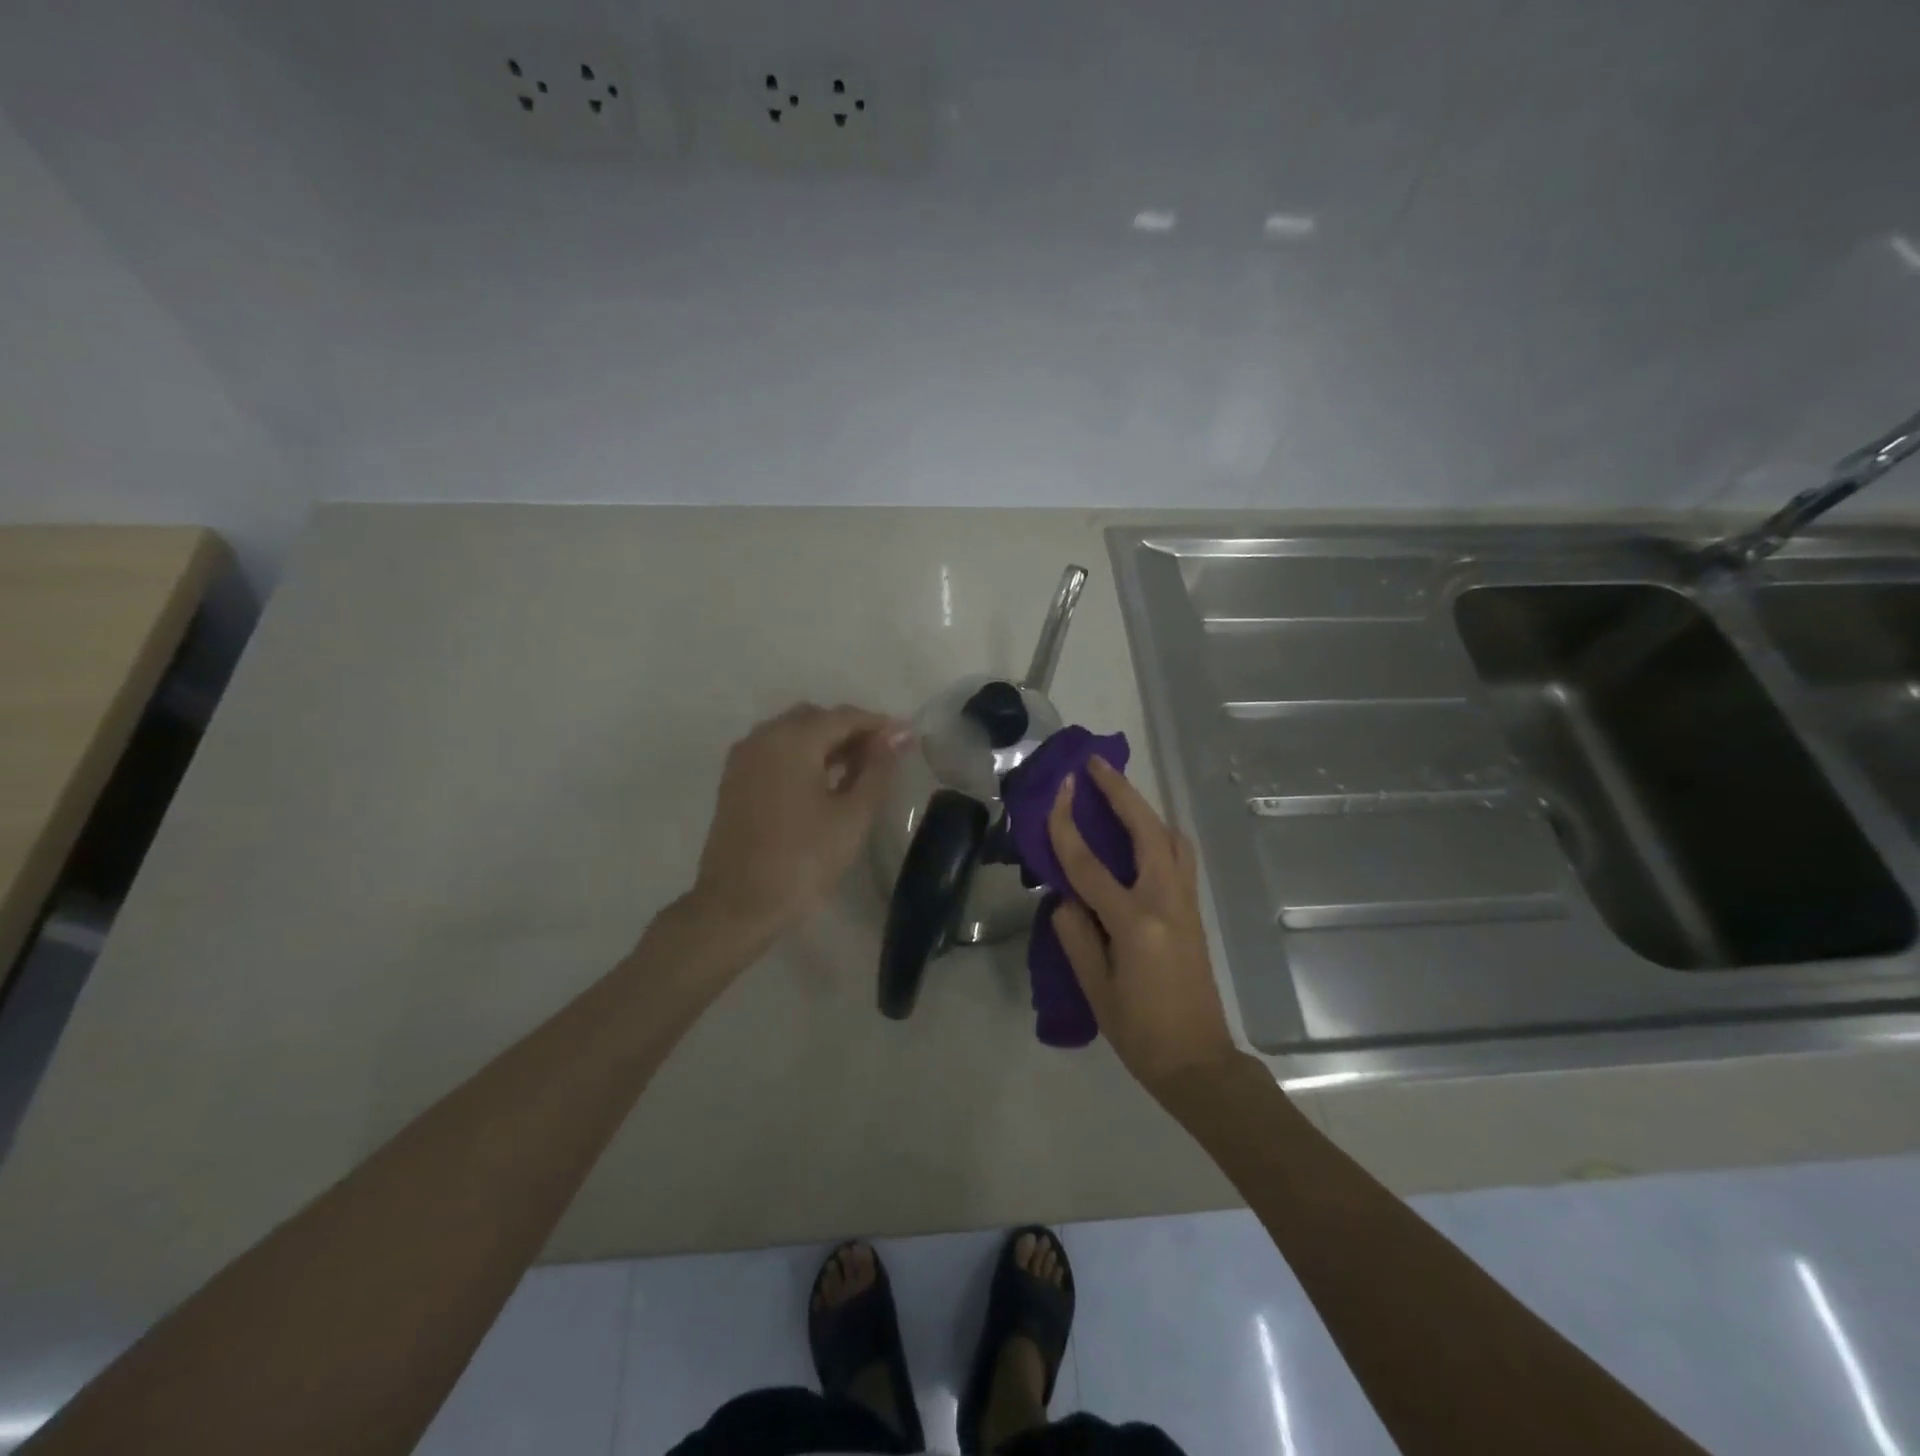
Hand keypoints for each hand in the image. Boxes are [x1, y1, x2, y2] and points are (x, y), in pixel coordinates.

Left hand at [693, 704, 909, 937]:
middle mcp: (764, 737)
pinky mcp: (734, 779)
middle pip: (815, 719)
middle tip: (882, 758)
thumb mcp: (851, 817)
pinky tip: (822, 783)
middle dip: (850, 731)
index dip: (878, 725)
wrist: (737, 905)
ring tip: (856, 773)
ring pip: (793, 733)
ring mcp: (744, 758)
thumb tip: (894, 738)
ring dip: (825, 743)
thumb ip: (876, 771)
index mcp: (793, 740)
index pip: (843, 716)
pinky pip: (775, 751)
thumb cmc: (802, 860)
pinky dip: (802, 756)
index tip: (905, 738)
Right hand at [1048, 756, 1240, 1091]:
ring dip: (1143, 808)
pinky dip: (1158, 833)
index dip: (1067, 826)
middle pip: (1146, 831)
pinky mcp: (1194, 911)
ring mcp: (1186, 904)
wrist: (1198, 1062)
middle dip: (1120, 792)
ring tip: (1116, 793)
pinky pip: (1178, 857)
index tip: (1055, 791)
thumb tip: (1067, 897)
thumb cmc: (1140, 1032)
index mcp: (1136, 923)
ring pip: (1170, 838)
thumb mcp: (1094, 988)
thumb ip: (1075, 934)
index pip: (1090, 865)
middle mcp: (1167, 902)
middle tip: (1095, 766)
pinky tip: (1139, 834)